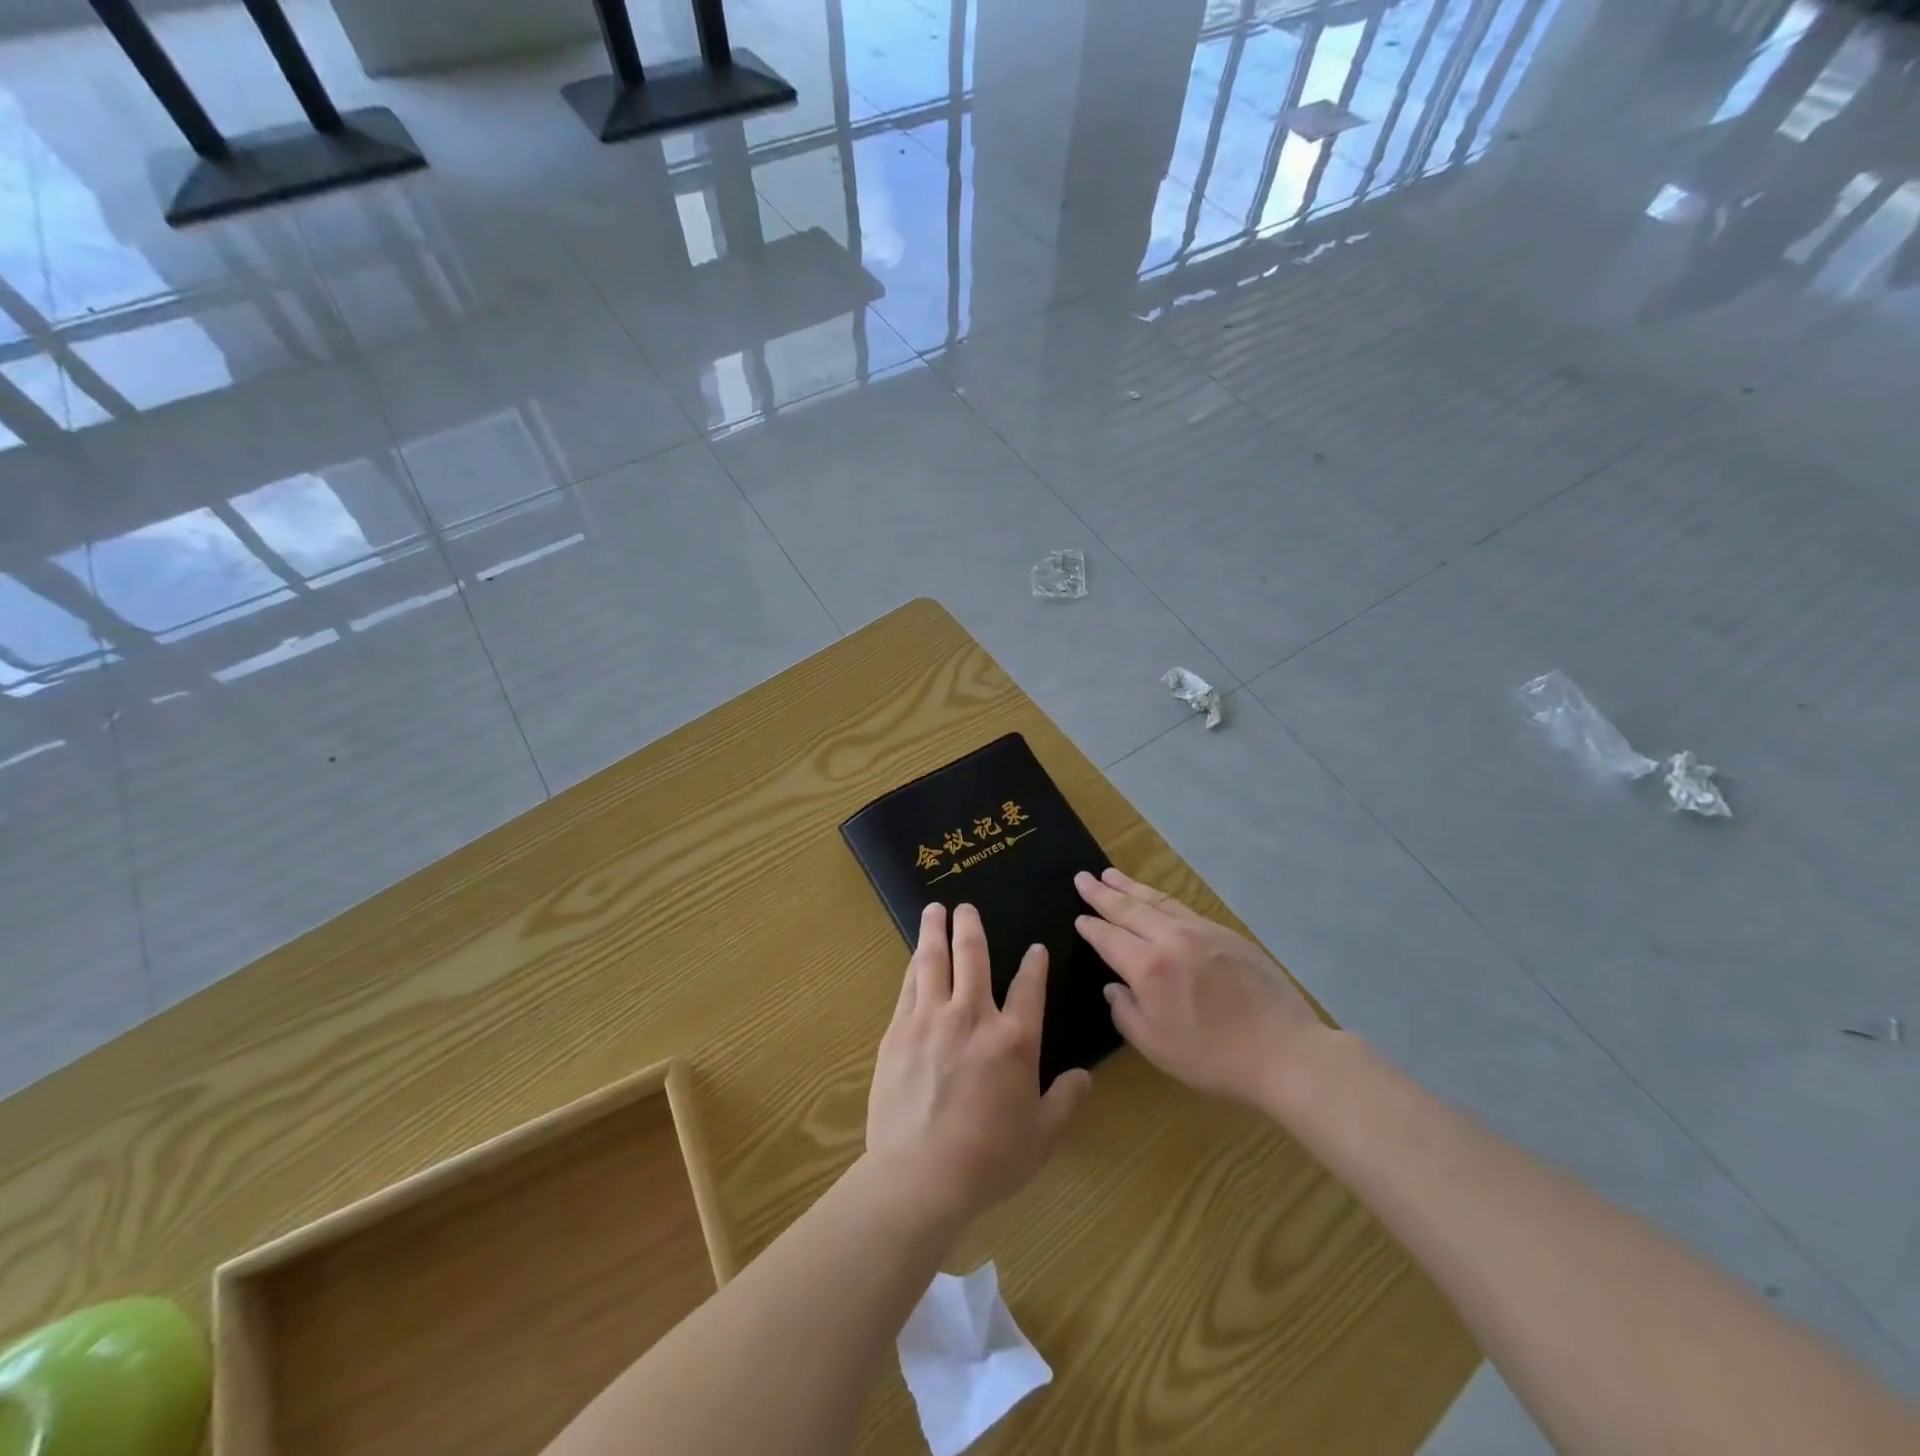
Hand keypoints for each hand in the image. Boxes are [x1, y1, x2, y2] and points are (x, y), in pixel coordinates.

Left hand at [867, 903, 1091, 1224]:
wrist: (921, 1174)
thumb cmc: (989, 1158)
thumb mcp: (1043, 1136)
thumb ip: (1067, 1101)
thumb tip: (1083, 1076)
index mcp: (1014, 1039)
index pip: (1029, 987)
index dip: (1035, 965)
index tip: (1035, 948)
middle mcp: (973, 1016)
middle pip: (973, 957)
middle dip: (971, 927)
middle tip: (966, 906)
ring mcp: (931, 1019)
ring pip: (934, 961)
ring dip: (935, 931)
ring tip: (934, 909)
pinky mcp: (899, 1031)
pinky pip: (908, 986)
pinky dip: (914, 965)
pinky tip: (914, 956)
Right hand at [1074, 868, 1322, 1108]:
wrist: (1285, 1052)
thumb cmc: (1214, 1058)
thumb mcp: (1156, 1047)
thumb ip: (1126, 1013)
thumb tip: (1114, 987)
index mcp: (1149, 967)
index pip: (1109, 938)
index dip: (1091, 927)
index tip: (1078, 917)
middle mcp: (1171, 939)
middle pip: (1130, 909)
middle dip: (1103, 893)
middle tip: (1082, 877)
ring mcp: (1202, 931)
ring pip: (1158, 901)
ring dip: (1131, 887)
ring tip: (1111, 874)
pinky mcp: (1227, 934)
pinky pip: (1183, 908)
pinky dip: (1161, 899)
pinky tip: (1156, 899)